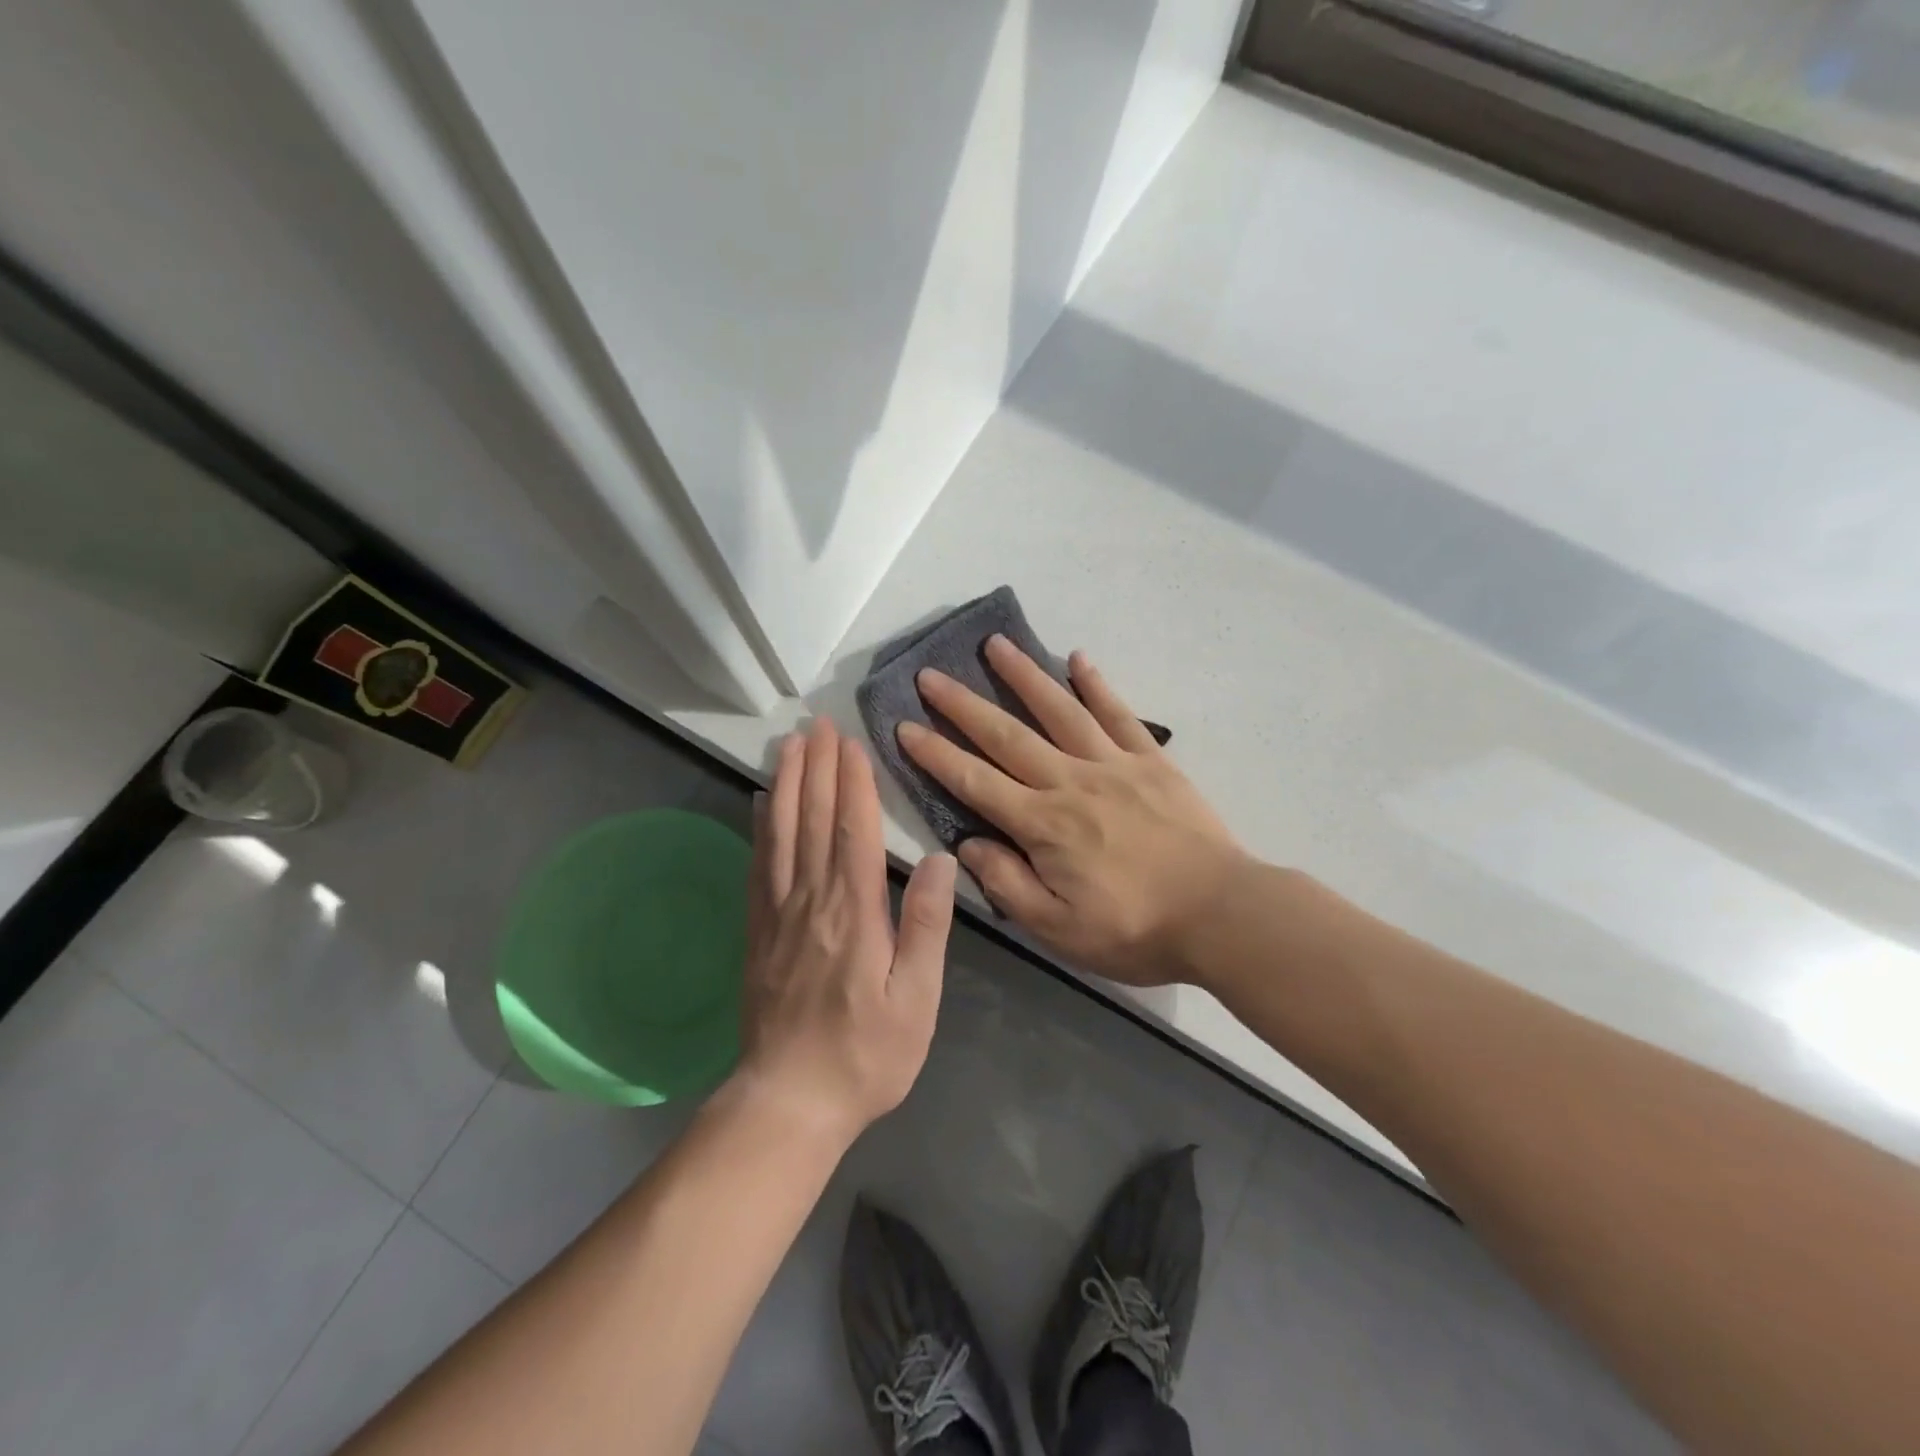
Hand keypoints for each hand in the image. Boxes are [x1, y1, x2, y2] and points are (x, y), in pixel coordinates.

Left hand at [736, 718, 956, 1145]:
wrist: (788, 1102)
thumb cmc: (865, 1055)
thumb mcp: (916, 1000)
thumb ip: (927, 926)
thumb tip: (940, 861)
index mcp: (854, 914)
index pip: (852, 833)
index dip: (853, 784)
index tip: (851, 743)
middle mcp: (810, 901)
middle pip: (813, 821)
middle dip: (818, 768)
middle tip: (817, 723)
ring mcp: (778, 914)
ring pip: (781, 834)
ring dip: (788, 784)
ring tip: (790, 745)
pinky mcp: (758, 931)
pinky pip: (758, 865)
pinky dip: (762, 827)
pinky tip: (763, 803)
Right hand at [898, 636, 1247, 987]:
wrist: (1220, 914)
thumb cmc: (1134, 929)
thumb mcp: (1058, 929)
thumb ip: (1008, 884)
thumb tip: (969, 843)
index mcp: (1042, 825)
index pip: (975, 781)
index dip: (935, 754)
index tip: (904, 726)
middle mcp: (1070, 782)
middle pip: (1007, 736)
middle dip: (963, 704)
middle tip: (930, 675)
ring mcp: (1113, 765)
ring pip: (1059, 711)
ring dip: (1023, 676)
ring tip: (995, 644)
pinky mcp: (1151, 761)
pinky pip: (1119, 714)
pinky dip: (1097, 684)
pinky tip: (1078, 658)